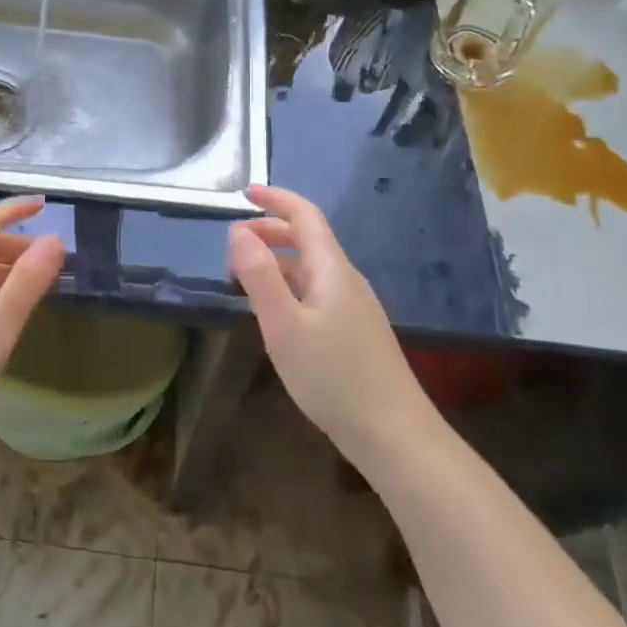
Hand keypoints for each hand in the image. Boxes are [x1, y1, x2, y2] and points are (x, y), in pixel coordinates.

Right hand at [227, 185, 427, 460]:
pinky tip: (276, 311)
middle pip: (308, 239)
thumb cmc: (333, 376)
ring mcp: (355, 306)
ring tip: (244, 276)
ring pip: (311, 268)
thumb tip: (238, 232)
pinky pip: (317, 291)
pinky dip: (289, 285)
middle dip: (271, 230)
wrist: (393, 433)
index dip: (276, 199)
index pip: (305, 216)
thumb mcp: (284, 325)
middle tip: (234, 241)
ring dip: (277, 261)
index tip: (245, 192)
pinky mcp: (355, 331)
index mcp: (331, 269)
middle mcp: (346, 279)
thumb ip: (259, 276)